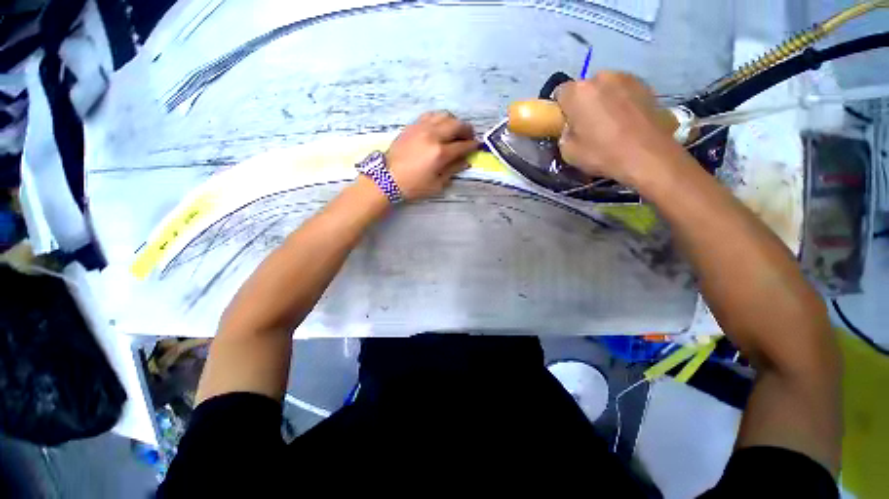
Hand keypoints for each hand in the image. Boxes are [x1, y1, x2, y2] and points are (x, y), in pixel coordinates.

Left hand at [386, 111, 478, 199]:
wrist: (387, 178)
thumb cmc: (413, 185)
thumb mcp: (437, 184)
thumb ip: (453, 170)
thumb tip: (466, 161)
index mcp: (440, 153)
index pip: (463, 145)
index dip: (473, 146)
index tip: (477, 146)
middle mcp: (433, 135)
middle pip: (456, 125)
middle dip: (467, 130)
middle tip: (469, 137)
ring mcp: (422, 127)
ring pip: (444, 115)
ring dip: (454, 122)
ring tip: (455, 131)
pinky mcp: (413, 125)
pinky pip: (431, 115)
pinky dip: (440, 118)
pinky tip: (440, 126)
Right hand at [555, 72, 681, 185]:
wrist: (649, 156)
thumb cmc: (603, 153)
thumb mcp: (568, 152)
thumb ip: (564, 135)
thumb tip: (570, 128)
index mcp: (578, 92)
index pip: (559, 92)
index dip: (560, 108)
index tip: (564, 123)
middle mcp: (601, 77)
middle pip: (584, 88)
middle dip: (582, 103)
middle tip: (586, 125)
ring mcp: (626, 78)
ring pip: (605, 88)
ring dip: (603, 101)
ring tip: (609, 123)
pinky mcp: (646, 85)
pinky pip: (624, 91)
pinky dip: (621, 102)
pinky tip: (625, 121)